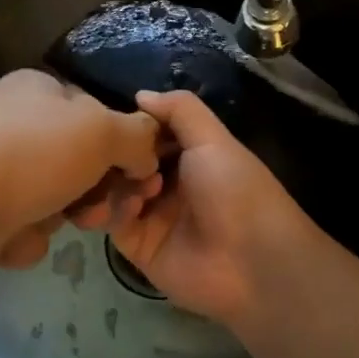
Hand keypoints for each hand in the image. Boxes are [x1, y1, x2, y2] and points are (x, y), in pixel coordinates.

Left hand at [0, 70, 162, 272]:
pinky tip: (10, 236)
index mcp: (37, 89)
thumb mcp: (102, 132)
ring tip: (48, 222)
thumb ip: (137, 136)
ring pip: (51, 196)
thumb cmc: (31, 156)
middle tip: (101, 212)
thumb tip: (148, 151)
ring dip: (59, 215)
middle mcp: (10, 121)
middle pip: (75, 160)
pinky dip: (23, 234)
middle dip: (93, 190)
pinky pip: (19, 223)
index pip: (95, 113)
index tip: (139, 178)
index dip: (122, 146)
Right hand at [109, 89, 319, 326]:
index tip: (110, 118)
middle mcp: (169, 183)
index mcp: (190, 155)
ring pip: (114, 190)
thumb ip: (180, 110)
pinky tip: (127, 205)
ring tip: (117, 178)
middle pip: (126, 161)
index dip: (131, 125)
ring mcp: (153, 216)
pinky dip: (113, 209)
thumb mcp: (213, 139)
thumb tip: (140, 95)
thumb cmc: (235, 190)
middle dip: (115, 154)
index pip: (149, 134)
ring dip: (111, 181)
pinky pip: (113, 222)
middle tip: (106, 150)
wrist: (253, 262)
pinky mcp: (139, 247)